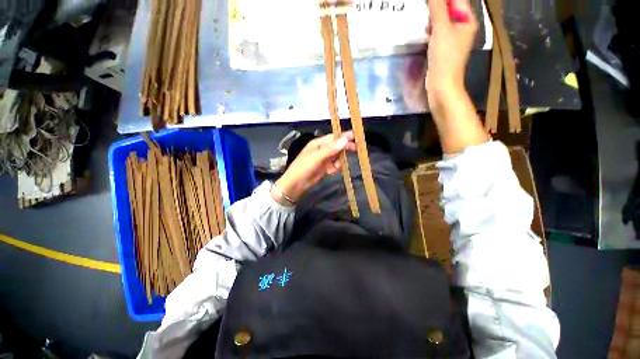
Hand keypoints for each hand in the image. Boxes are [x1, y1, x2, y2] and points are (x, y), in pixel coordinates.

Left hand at [275, 132, 355, 202]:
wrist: (296, 184)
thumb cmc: (304, 167)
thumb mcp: (317, 157)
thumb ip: (331, 149)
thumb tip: (344, 139)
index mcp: (318, 143)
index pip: (334, 137)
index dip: (344, 136)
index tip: (355, 136)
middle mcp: (322, 149)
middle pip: (337, 146)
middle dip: (344, 149)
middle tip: (355, 150)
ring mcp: (323, 159)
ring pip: (337, 157)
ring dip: (339, 161)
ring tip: (335, 167)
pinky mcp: (324, 168)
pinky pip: (334, 165)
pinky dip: (335, 168)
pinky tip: (331, 172)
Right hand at [426, 0, 477, 103]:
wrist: (442, 85)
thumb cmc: (445, 57)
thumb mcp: (441, 29)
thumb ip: (437, 8)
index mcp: (467, 20)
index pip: (456, 0)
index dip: (442, 0)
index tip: (429, 3)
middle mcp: (462, 27)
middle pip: (449, 8)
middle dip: (437, 6)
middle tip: (425, 8)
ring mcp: (453, 38)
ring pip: (442, 20)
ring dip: (433, 18)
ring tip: (424, 20)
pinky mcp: (444, 48)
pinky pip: (438, 32)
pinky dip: (431, 29)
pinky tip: (424, 31)